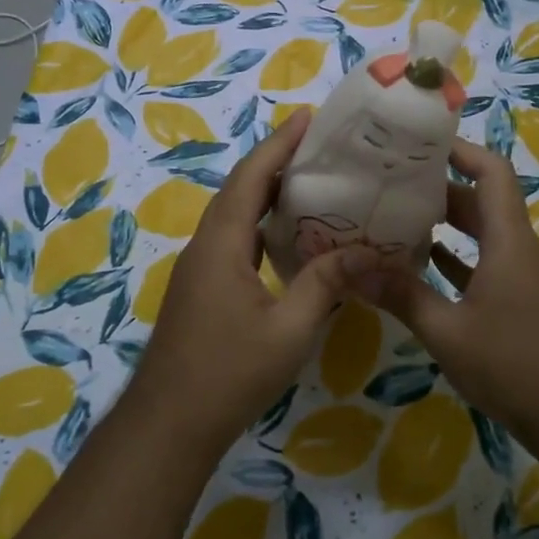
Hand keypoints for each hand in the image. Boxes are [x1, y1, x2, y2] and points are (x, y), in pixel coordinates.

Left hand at [134, 109, 377, 452]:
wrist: (170, 422)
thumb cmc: (229, 373)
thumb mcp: (289, 329)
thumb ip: (326, 284)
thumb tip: (368, 251)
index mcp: (221, 243)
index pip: (252, 177)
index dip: (279, 144)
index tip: (308, 117)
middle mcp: (205, 245)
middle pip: (240, 189)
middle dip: (276, 161)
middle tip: (320, 146)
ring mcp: (199, 267)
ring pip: (234, 214)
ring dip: (266, 192)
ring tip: (311, 181)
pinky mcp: (201, 287)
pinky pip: (232, 238)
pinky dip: (259, 223)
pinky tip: (287, 237)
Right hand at [374, 140, 538, 432]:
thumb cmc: (515, 365)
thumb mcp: (448, 332)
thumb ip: (401, 295)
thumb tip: (351, 267)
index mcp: (508, 241)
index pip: (492, 172)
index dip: (461, 150)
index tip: (421, 143)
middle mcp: (520, 250)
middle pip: (482, 202)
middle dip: (439, 188)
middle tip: (391, 183)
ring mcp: (525, 278)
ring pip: (484, 235)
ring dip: (447, 226)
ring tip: (398, 219)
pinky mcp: (524, 303)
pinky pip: (488, 266)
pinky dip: (459, 260)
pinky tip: (425, 268)